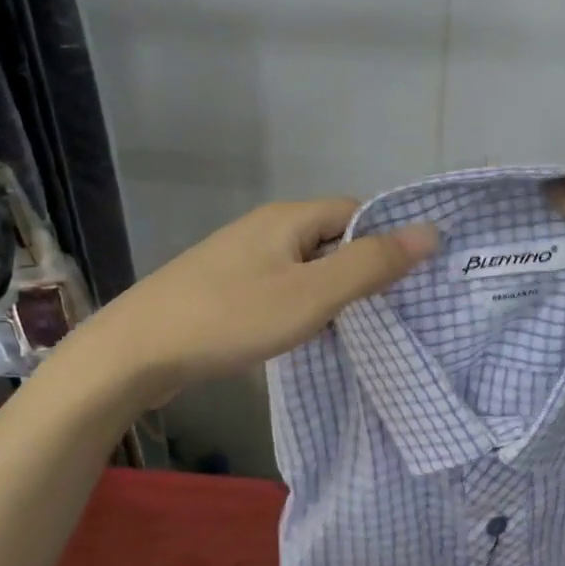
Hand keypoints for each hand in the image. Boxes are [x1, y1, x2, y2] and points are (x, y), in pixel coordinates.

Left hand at [69, 198, 437, 406]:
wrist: (134, 353)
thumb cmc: (230, 318)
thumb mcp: (312, 295)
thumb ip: (371, 264)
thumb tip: (430, 230)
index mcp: (289, 217)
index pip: (356, 212)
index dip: (387, 239)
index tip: (412, 279)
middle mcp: (265, 227)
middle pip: (331, 237)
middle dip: (362, 268)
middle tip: (392, 309)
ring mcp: (240, 257)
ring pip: (305, 265)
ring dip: (332, 290)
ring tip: (357, 327)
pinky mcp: (223, 287)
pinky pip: (279, 286)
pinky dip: (301, 305)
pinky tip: (306, 335)